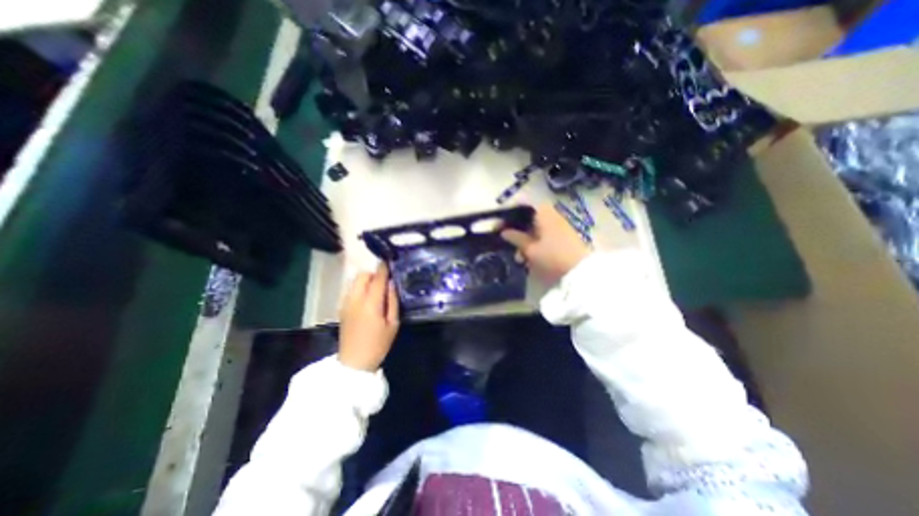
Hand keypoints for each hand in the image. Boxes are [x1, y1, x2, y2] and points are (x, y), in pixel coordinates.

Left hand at [336, 261, 396, 369]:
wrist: (354, 362)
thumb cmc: (378, 344)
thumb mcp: (393, 324)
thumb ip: (393, 301)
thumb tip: (391, 284)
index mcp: (371, 303)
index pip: (377, 278)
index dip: (383, 268)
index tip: (389, 261)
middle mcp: (356, 299)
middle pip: (362, 275)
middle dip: (374, 273)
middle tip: (385, 281)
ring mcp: (346, 303)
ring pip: (355, 281)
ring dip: (366, 280)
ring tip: (376, 289)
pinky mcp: (342, 307)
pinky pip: (351, 289)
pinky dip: (360, 287)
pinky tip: (367, 298)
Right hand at [503, 204, 587, 285]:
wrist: (581, 271)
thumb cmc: (552, 256)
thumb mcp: (530, 249)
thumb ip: (516, 238)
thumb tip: (504, 232)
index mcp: (543, 213)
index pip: (522, 207)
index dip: (509, 215)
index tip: (498, 226)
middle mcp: (552, 215)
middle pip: (528, 219)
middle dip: (517, 231)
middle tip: (507, 243)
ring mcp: (559, 226)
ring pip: (536, 229)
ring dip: (525, 241)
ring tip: (519, 257)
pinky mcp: (564, 237)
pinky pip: (544, 236)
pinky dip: (535, 244)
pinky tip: (530, 258)